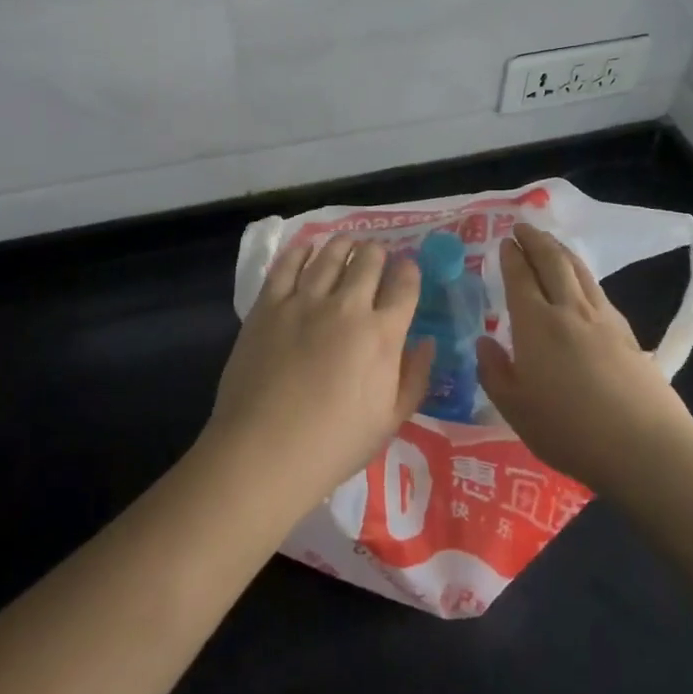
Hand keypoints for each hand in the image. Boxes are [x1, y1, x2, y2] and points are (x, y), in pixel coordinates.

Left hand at [202, 234, 434, 517]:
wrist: (265, 450)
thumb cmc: (335, 444)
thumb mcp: (391, 420)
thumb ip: (415, 377)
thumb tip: (427, 342)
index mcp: (382, 334)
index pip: (404, 286)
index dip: (409, 272)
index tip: (407, 270)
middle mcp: (347, 306)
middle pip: (368, 261)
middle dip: (378, 253)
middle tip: (377, 255)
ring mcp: (304, 301)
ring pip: (330, 255)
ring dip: (344, 245)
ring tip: (348, 242)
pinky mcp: (269, 305)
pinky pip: (287, 265)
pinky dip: (301, 251)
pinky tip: (307, 248)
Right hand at [476, 223, 692, 495]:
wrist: (644, 445)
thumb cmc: (569, 429)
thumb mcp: (515, 409)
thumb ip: (495, 372)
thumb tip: (484, 342)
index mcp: (536, 324)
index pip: (520, 278)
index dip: (511, 257)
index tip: (504, 241)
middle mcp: (568, 310)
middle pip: (552, 262)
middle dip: (536, 240)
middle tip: (523, 227)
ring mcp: (603, 319)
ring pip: (580, 271)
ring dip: (561, 250)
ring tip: (550, 243)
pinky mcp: (627, 333)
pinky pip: (598, 290)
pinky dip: (583, 275)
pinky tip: (582, 284)